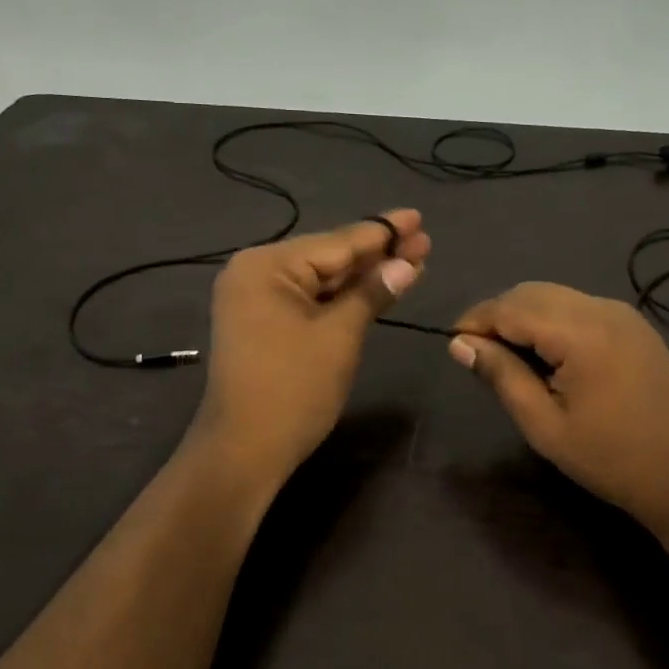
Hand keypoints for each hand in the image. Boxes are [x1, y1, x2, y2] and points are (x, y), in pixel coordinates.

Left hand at [192, 210, 429, 479]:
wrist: (244, 451)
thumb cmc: (293, 389)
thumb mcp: (340, 336)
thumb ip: (372, 293)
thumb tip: (407, 264)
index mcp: (267, 265)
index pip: (338, 242)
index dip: (383, 232)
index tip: (417, 216)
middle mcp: (256, 273)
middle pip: (329, 257)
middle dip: (378, 253)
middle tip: (424, 240)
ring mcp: (256, 300)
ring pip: (321, 280)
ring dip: (363, 275)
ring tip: (411, 259)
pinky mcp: (262, 324)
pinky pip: (309, 300)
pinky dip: (341, 298)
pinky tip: (375, 287)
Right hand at [449, 282, 668, 527]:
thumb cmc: (611, 458)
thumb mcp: (544, 425)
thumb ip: (501, 375)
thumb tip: (460, 344)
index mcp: (580, 332)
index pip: (510, 307)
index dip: (476, 321)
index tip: (453, 345)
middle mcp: (602, 308)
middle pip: (531, 292)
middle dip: (498, 314)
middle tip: (479, 354)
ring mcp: (623, 313)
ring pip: (554, 295)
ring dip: (524, 315)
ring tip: (509, 356)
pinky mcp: (634, 325)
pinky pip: (579, 306)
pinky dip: (551, 320)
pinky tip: (546, 354)